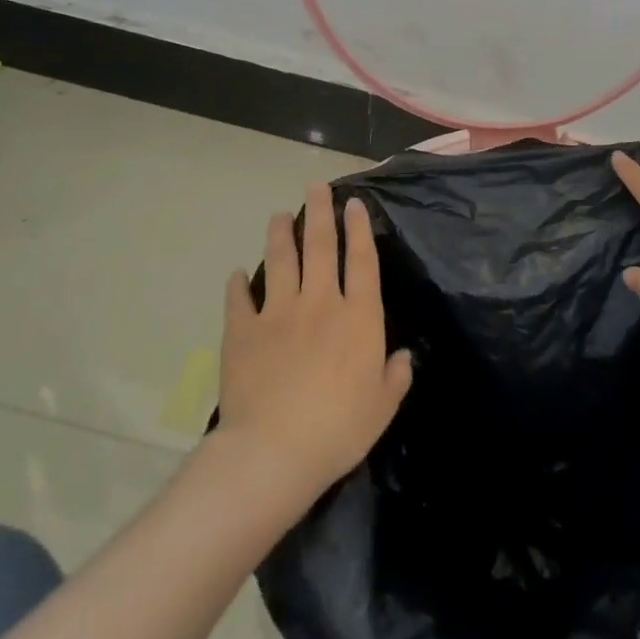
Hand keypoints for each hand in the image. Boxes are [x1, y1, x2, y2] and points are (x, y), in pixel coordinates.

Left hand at [216, 184, 413, 498]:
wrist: (274, 451)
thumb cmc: (339, 429)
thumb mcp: (383, 407)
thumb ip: (395, 376)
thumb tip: (403, 357)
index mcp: (358, 317)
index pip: (362, 261)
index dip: (360, 228)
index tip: (354, 203)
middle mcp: (321, 303)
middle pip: (321, 246)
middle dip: (320, 212)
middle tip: (316, 187)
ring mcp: (279, 313)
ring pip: (281, 260)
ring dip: (280, 233)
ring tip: (279, 215)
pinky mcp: (243, 331)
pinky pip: (239, 299)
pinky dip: (237, 285)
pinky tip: (236, 274)